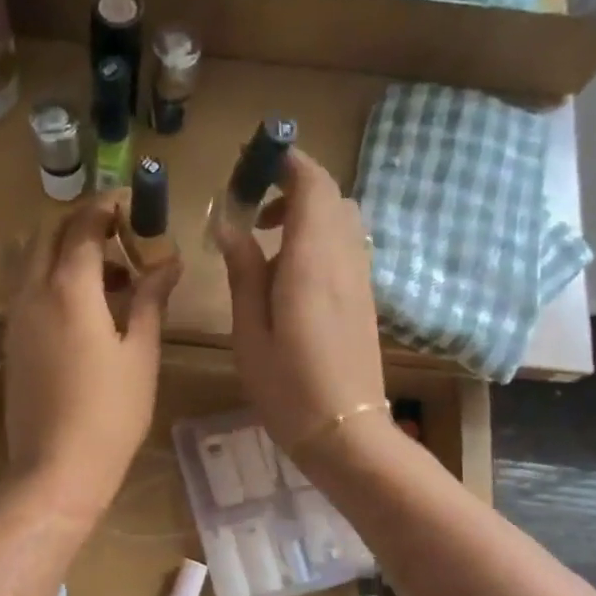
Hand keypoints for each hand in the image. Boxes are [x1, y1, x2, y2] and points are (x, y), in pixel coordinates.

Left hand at [4, 198, 180, 520]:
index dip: (106, 208)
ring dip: (64, 252)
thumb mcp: (141, 353)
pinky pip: (27, 290)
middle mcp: (33, 293)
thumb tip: (168, 261)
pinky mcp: (11, 341)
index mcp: (69, 289)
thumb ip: (151, 299)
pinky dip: (52, 280)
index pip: (83, 227)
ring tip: (109, 277)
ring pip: (32, 261)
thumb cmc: (111, 413)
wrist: (56, 468)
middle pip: (47, 234)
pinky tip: (84, 309)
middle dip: (80, 223)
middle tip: (119, 236)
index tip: (130, 204)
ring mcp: (16, 318)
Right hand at [222, 151, 388, 460]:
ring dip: (307, 213)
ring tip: (265, 239)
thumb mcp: (250, 332)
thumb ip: (243, 272)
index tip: (253, 162)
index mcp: (312, 261)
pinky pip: (344, 248)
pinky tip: (288, 274)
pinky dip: (318, 239)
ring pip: (341, 221)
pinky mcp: (364, 299)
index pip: (313, 184)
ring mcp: (360, 279)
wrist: (346, 433)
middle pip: (331, 197)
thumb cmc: (288, 388)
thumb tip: (231, 225)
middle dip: (293, 186)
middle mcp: (344, 260)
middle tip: (252, 204)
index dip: (288, 162)